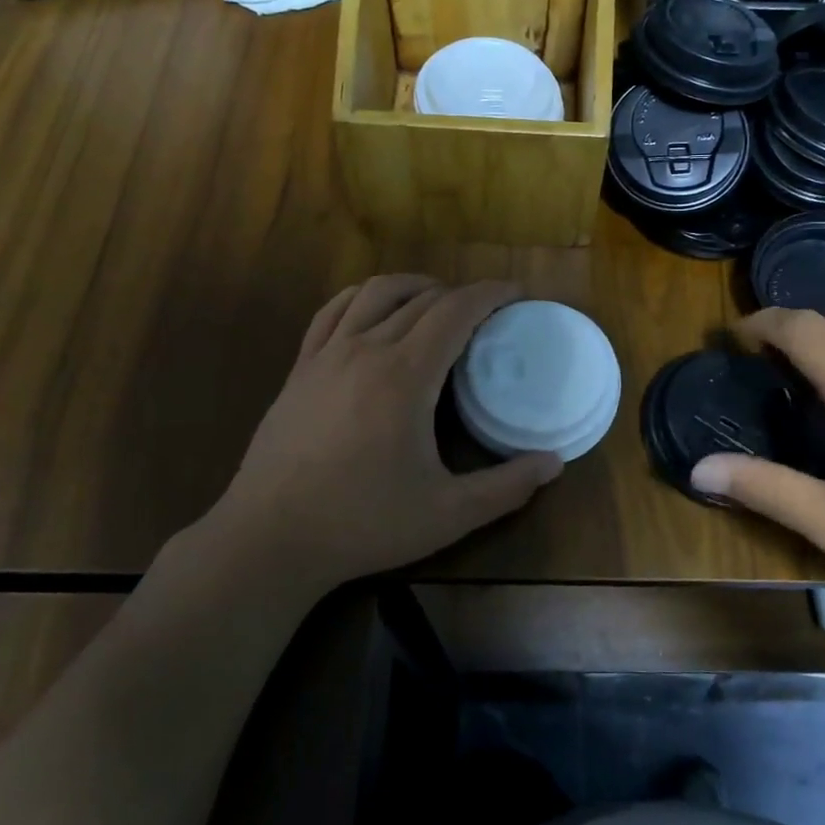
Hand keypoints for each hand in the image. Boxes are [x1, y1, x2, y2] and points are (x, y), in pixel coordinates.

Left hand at [207, 276, 562, 588]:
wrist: (269, 538)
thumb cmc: (363, 523)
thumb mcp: (448, 514)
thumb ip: (507, 487)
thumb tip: (555, 462)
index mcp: (405, 375)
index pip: (455, 310)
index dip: (491, 294)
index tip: (517, 294)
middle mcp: (366, 349)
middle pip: (421, 298)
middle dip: (460, 294)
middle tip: (487, 313)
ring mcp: (326, 355)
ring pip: (374, 292)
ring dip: (413, 286)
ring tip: (436, 301)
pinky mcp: (300, 369)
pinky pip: (333, 311)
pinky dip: (362, 298)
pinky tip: (372, 311)